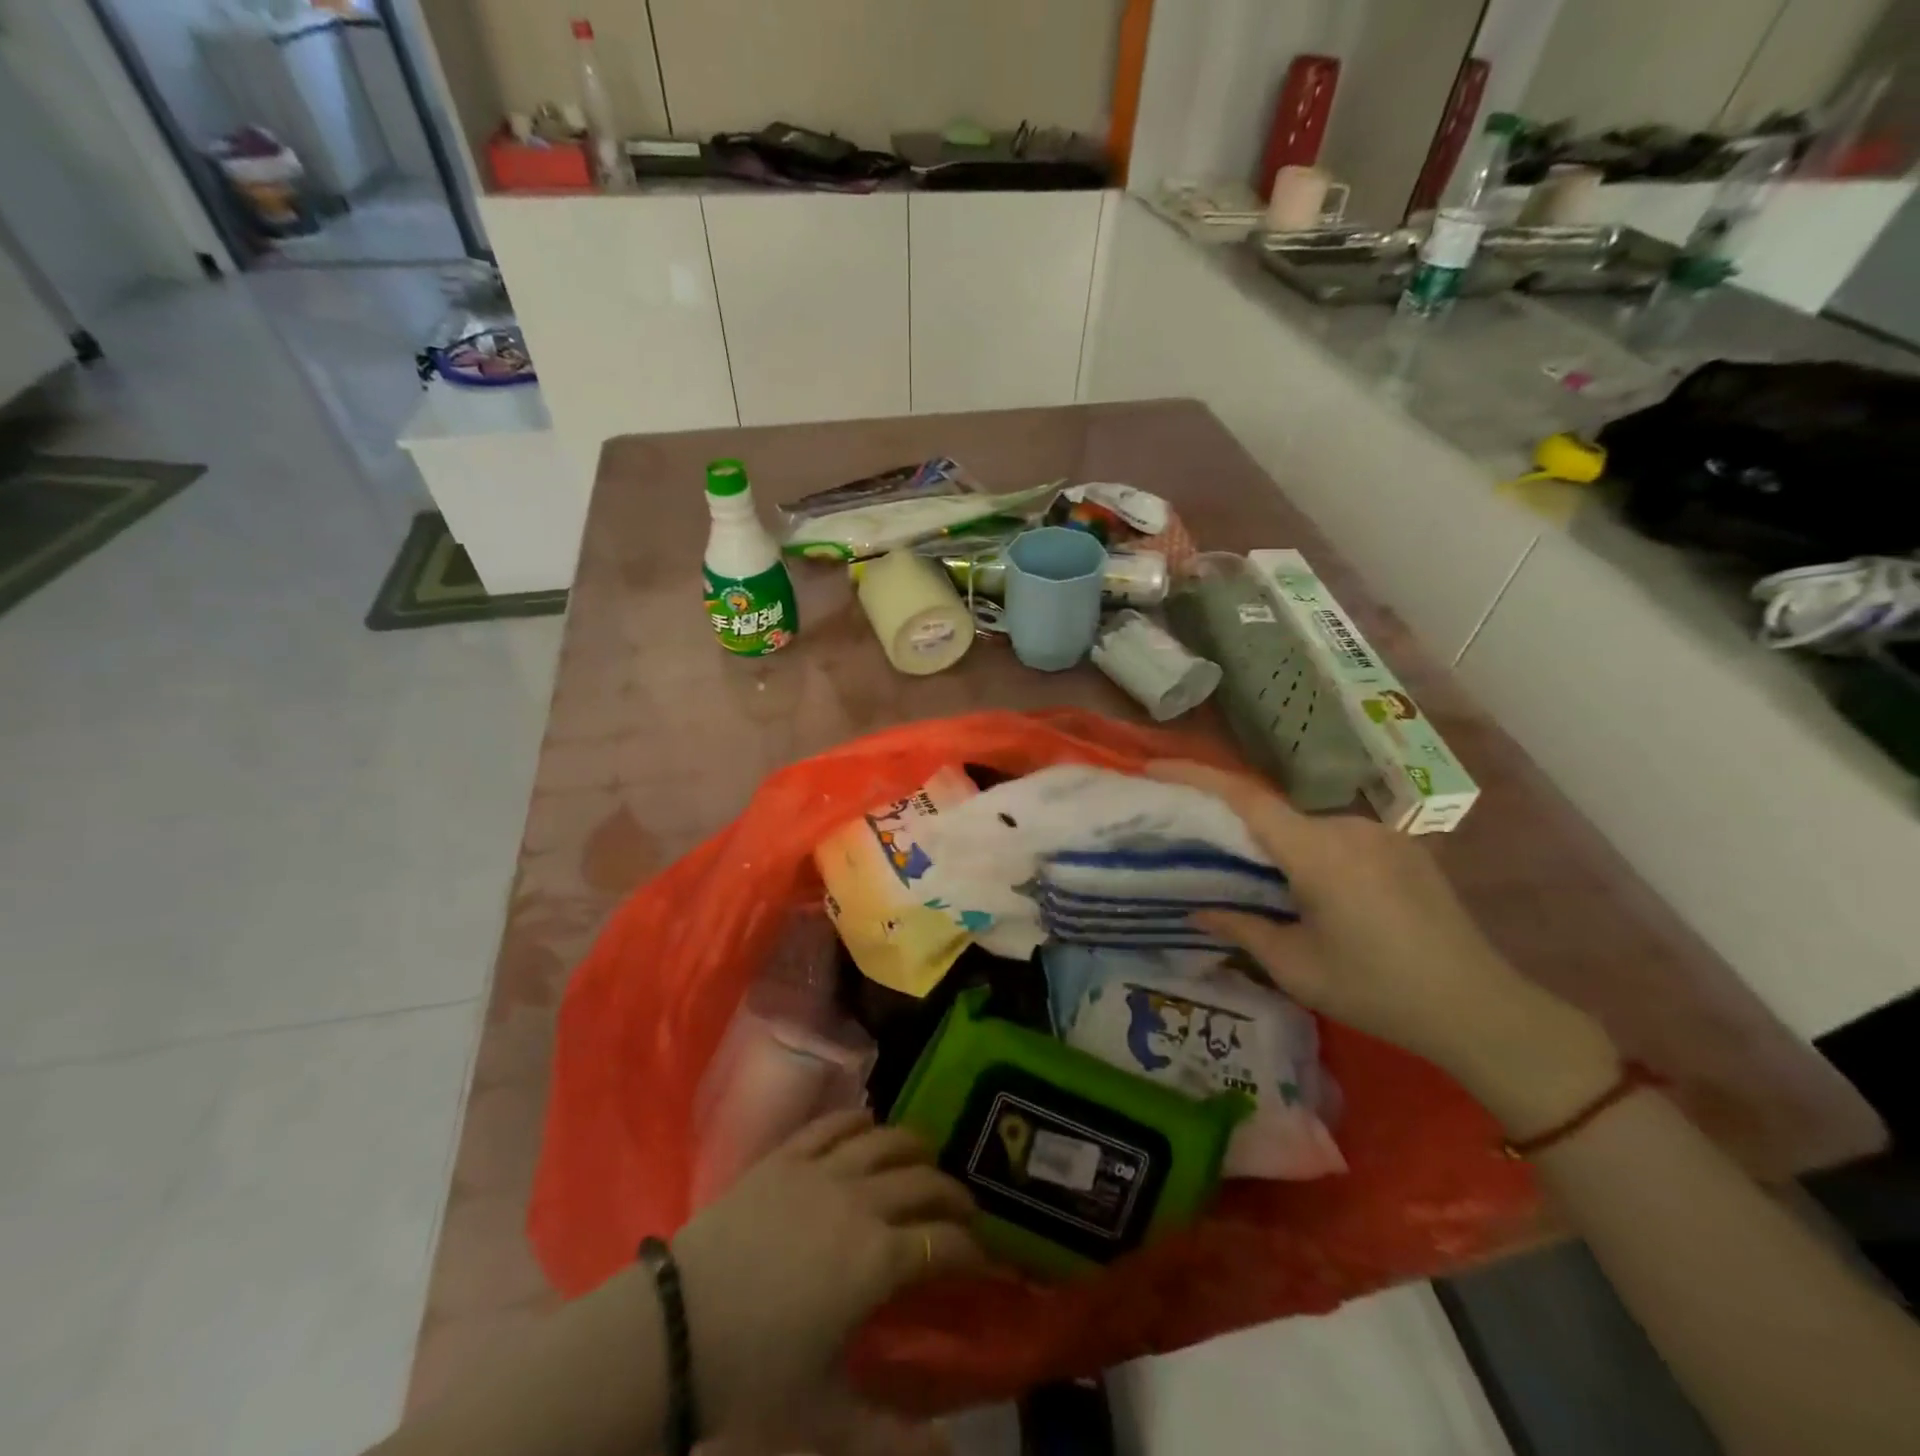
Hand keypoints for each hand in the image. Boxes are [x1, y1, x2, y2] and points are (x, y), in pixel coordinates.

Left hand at [670, 1111, 980, 1441]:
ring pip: (885, 1141)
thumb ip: (893, 1439)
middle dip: (954, 1195)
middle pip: (924, 1183)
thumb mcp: (824, 1422)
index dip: (973, 1251)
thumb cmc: (751, 1378)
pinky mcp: (786, 1156)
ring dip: (915, 1148)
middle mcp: (861, 1202)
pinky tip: (868, 1127)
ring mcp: (822, 1171)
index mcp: (878, 1260)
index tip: (986, 1259)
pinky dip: (858, 1121)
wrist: (673, 1331)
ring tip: (926, 1159)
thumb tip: (952, 1452)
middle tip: (964, 1211)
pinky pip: (833, 1124)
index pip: (945, 1244)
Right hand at [1148, 761, 1617, 1133]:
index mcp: (1318, 851)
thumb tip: (1197, 909)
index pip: (1244, 798)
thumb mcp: (1296, 967)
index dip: (1195, 776)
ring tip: (1253, 879)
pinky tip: (1308, 889)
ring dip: (1275, 845)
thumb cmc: (1377, 990)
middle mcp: (1348, 827)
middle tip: (1197, 843)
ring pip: (1306, 827)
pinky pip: (1337, 838)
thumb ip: (1241, 928)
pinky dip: (1308, 852)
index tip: (1153, 769)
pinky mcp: (1402, 847)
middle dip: (1231, 822)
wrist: (1482, 1009)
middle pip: (1273, 812)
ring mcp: (1381, 834)